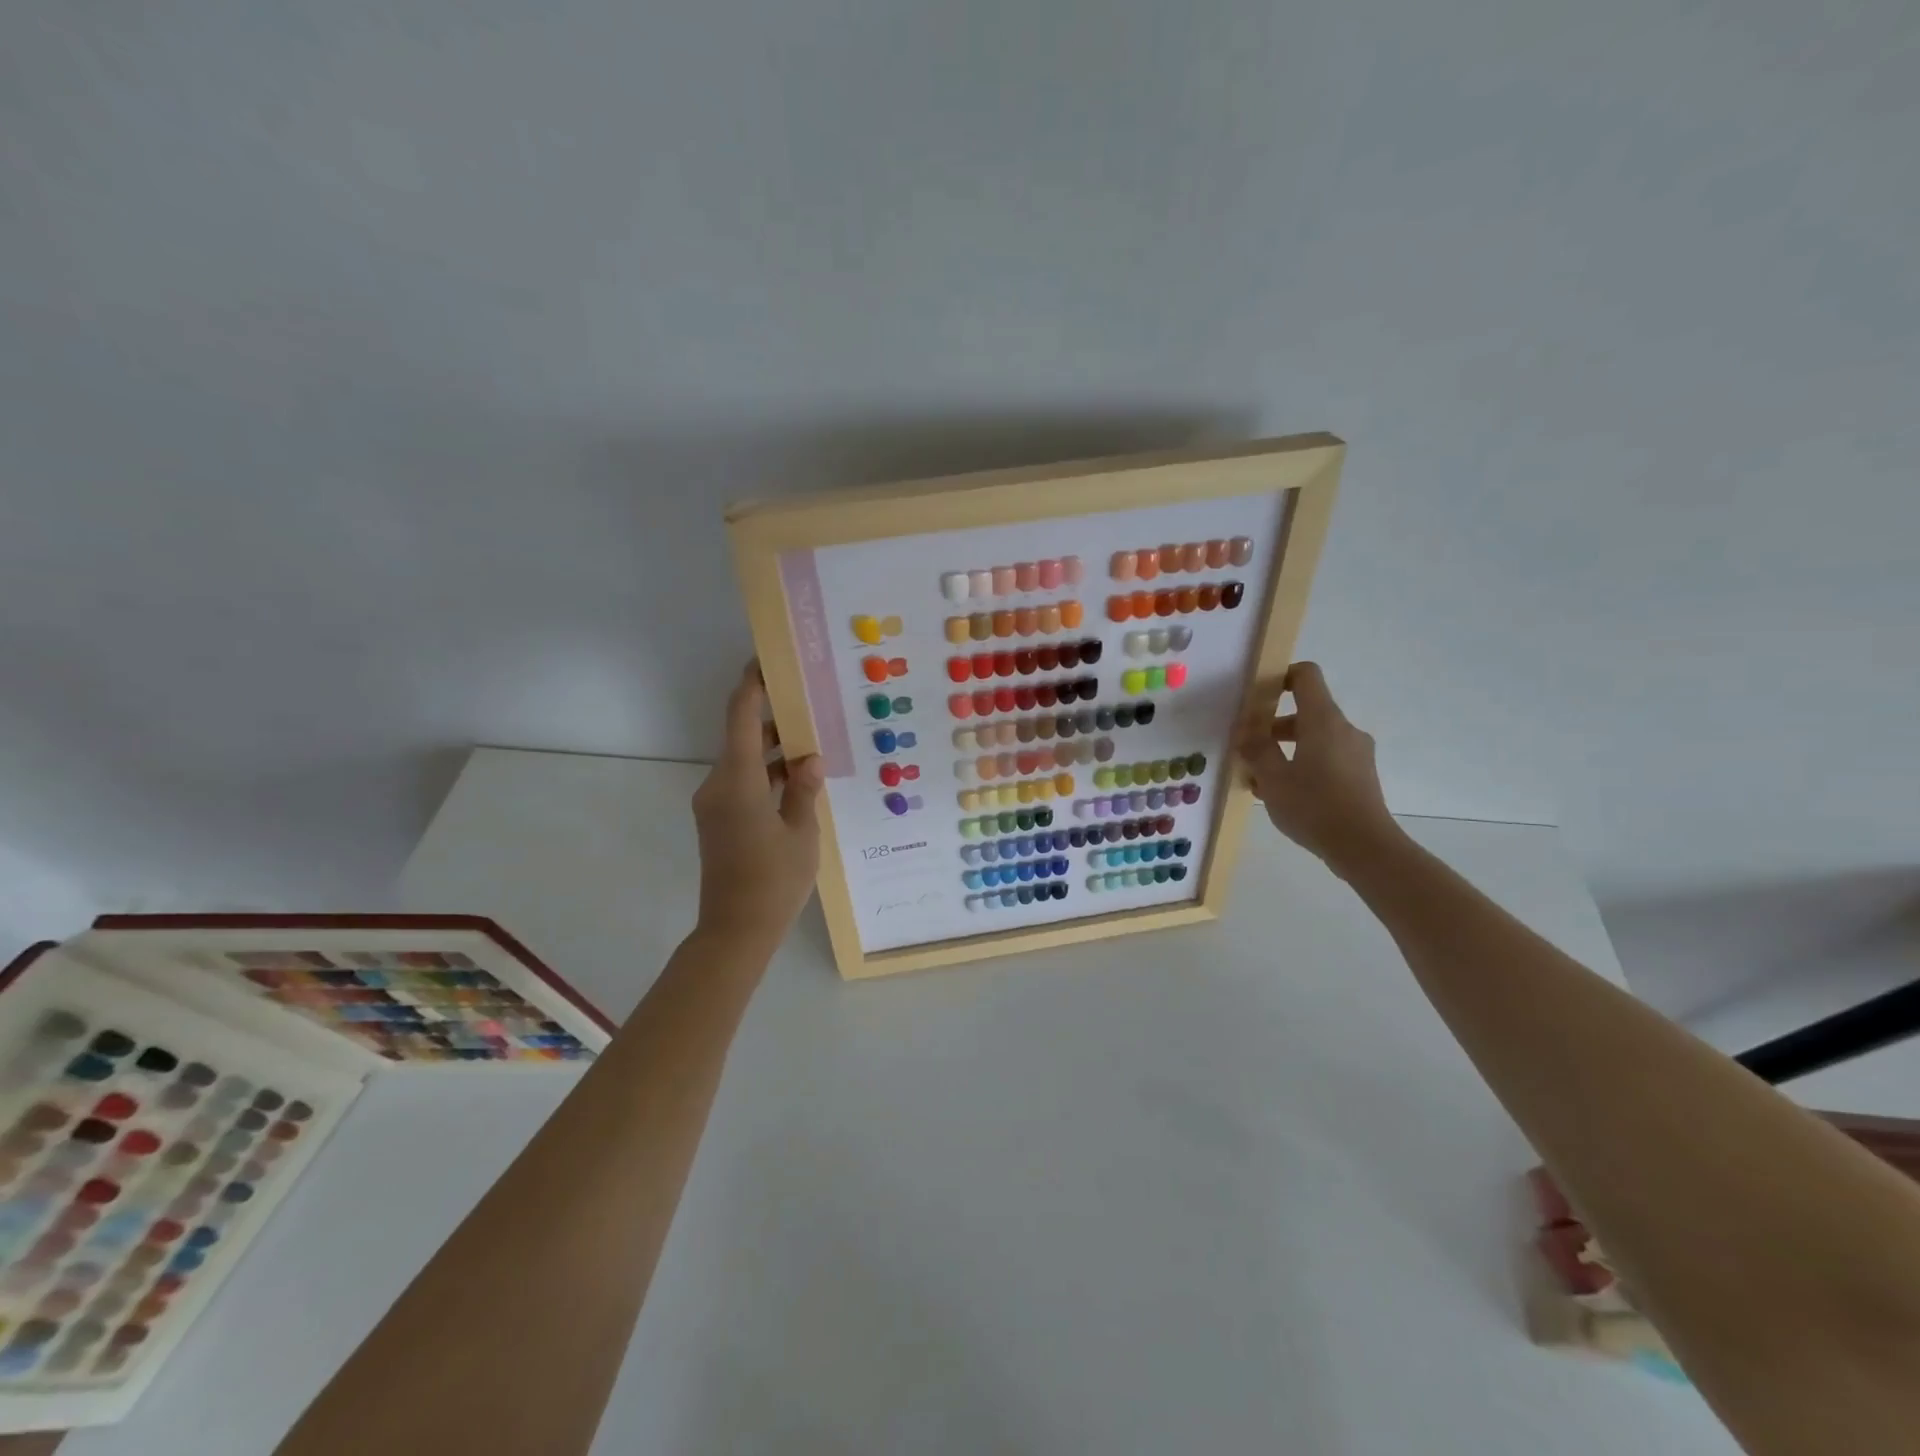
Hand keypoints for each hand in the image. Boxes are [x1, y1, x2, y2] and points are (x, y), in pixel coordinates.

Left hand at [691, 663, 825, 946]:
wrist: (735, 932)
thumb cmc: (773, 881)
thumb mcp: (802, 833)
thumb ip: (804, 789)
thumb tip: (810, 758)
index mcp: (738, 781)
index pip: (741, 717)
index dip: (752, 684)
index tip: (767, 659)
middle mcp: (719, 784)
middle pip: (743, 736)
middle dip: (775, 717)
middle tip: (811, 701)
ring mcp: (716, 804)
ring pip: (745, 761)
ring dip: (775, 750)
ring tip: (816, 741)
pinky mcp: (720, 821)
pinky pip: (744, 783)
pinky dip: (768, 774)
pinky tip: (800, 779)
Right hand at [1236, 662, 1401, 874]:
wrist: (1365, 847)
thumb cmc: (1314, 806)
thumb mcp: (1272, 778)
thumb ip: (1256, 750)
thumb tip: (1246, 733)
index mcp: (1323, 720)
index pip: (1306, 676)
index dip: (1280, 676)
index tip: (1257, 697)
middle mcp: (1344, 729)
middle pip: (1306, 712)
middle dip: (1273, 727)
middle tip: (1247, 750)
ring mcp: (1357, 753)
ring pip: (1315, 739)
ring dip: (1285, 751)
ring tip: (1260, 780)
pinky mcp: (1361, 776)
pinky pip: (1327, 759)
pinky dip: (1303, 766)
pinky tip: (1284, 795)